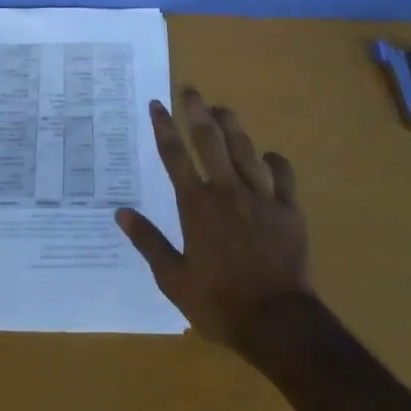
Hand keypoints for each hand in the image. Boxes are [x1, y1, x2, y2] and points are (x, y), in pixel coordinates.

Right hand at [116, 88, 312, 353]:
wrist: (278, 321)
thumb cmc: (220, 303)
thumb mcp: (174, 280)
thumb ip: (149, 242)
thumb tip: (121, 213)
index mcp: (197, 205)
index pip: (175, 155)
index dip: (164, 127)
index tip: (157, 104)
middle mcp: (227, 190)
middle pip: (210, 139)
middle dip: (197, 110)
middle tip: (190, 89)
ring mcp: (261, 196)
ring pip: (245, 148)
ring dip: (232, 124)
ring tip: (222, 109)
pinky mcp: (289, 208)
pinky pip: (282, 172)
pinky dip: (273, 160)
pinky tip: (267, 157)